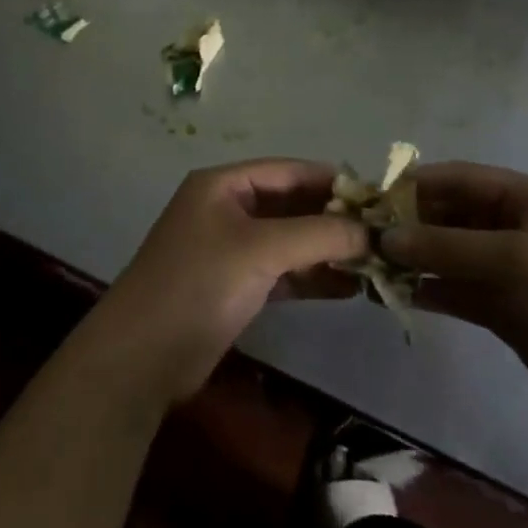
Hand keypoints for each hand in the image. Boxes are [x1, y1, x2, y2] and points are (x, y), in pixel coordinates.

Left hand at [83, 160, 368, 408]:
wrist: (143, 356)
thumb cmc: (199, 284)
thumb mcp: (260, 249)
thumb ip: (318, 235)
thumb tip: (371, 231)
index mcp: (223, 185)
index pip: (288, 171)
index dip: (332, 180)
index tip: (378, 196)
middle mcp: (227, 210)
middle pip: (291, 205)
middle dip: (334, 219)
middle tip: (384, 234)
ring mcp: (231, 250)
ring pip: (290, 241)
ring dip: (328, 251)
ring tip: (376, 264)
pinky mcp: (236, 287)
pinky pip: (284, 273)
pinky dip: (313, 278)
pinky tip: (350, 288)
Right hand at [381, 163, 527, 447]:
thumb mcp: (520, 262)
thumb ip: (450, 247)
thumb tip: (385, 236)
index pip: (460, 179)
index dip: (415, 185)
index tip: (369, 199)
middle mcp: (515, 228)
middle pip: (450, 216)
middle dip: (408, 224)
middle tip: (359, 238)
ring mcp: (510, 272)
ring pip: (449, 255)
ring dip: (413, 259)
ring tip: (367, 266)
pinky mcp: (507, 311)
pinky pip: (458, 291)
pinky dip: (429, 290)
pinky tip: (394, 294)